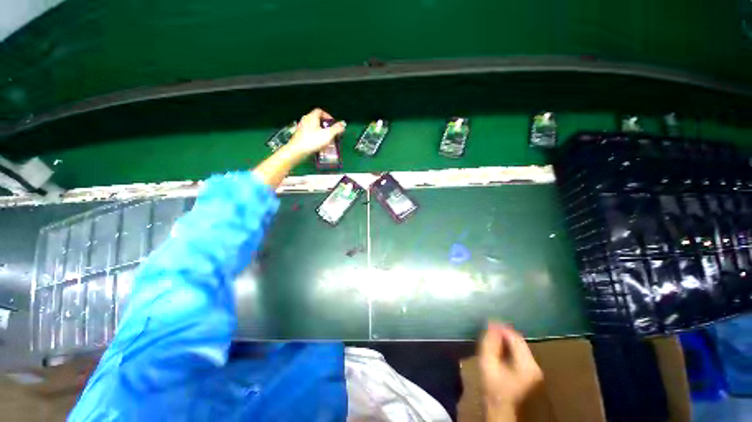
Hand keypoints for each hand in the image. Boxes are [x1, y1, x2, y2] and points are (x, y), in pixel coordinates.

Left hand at [286, 108, 345, 157]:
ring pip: (314, 129)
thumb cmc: (313, 140)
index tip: (333, 124)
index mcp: (312, 117)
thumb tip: (343, 124)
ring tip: (327, 141)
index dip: (328, 116)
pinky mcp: (300, 137)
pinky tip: (320, 146)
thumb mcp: (328, 134)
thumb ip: (337, 129)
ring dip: (322, 134)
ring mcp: (302, 128)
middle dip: (326, 127)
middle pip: (318, 120)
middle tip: (332, 133)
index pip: (320, 111)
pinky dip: (316, 139)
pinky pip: (310, 135)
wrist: (298, 150)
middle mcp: (306, 120)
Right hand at [479, 322, 542, 420]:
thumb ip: (490, 343)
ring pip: (520, 348)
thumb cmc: (493, 387)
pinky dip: (510, 350)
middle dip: (504, 335)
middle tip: (490, 332)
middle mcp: (535, 366)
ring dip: (507, 342)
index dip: (501, 328)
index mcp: (527, 364)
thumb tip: (492, 324)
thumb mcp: (488, 363)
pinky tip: (500, 352)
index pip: (515, 337)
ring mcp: (535, 371)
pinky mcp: (531, 375)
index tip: (489, 324)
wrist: (501, 410)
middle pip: (519, 342)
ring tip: (493, 341)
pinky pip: (521, 355)